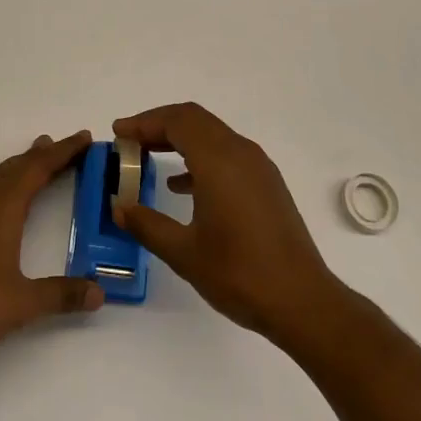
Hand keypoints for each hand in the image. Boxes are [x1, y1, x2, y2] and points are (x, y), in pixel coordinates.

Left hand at [0, 131, 104, 370]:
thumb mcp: (23, 303)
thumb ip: (62, 295)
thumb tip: (99, 292)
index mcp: (3, 207)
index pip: (39, 168)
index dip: (64, 152)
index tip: (85, 137)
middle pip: (18, 166)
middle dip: (45, 154)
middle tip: (71, 146)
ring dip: (23, 164)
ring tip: (40, 157)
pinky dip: (6, 179)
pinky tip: (7, 195)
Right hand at [113, 103, 344, 346]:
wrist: (302, 301)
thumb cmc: (239, 274)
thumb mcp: (184, 252)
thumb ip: (147, 224)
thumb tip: (119, 207)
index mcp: (219, 160)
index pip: (177, 121)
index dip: (144, 122)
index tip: (118, 133)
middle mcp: (240, 152)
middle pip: (194, 119)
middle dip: (159, 125)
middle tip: (130, 141)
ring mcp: (258, 167)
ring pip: (212, 134)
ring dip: (179, 139)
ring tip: (149, 157)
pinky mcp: (267, 184)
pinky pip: (227, 154)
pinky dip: (200, 157)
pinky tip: (182, 186)